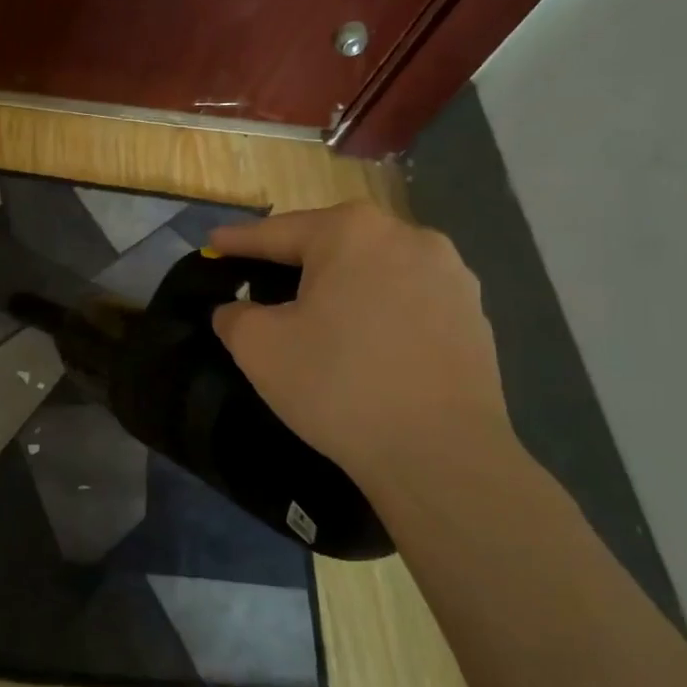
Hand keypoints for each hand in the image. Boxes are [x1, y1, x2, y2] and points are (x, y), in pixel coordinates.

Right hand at [209, 201, 512, 484]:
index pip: (277, 232)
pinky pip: (407, 298)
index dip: (238, 241)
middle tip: (259, 279)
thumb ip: (234, 315)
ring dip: (340, 284)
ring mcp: (450, 274)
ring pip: (374, 269)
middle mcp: (408, 236)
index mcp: (352, 231)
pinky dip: (378, 310)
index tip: (212, 244)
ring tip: (316, 313)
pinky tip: (365, 341)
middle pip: (331, 244)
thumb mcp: (259, 347)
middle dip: (293, 260)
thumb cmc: (339, 385)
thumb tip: (236, 310)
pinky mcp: (474, 314)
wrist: (441, 455)